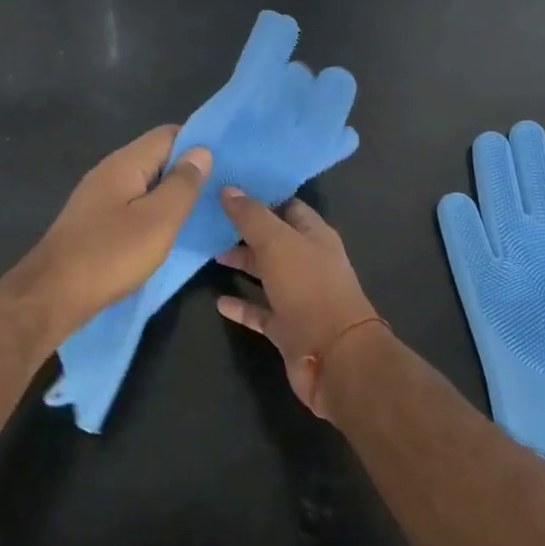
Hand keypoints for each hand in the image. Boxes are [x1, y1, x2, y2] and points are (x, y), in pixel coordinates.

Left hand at [28, 126, 211, 330]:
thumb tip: (201, 151)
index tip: (227, 161)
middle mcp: (109, 172)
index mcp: (125, 163)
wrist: (52, 295)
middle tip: (221, 189)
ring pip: (145, 185)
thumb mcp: (159, 220)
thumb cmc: (110, 254)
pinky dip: (153, 213)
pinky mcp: (94, 223)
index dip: (198, 143)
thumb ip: (182, 184)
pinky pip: (132, 206)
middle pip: (156, 158)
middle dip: (187, 170)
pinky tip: (168, 232)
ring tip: (202, 211)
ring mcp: (98, 198)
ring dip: (171, 195)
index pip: (168, 134)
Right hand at [216, 188, 382, 415]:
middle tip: (210, 220)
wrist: (334, 357)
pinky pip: (260, 311)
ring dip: (242, 264)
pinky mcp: (288, 327)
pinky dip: (241, 305)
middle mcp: (309, 262)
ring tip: (210, 255)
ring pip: (266, 274)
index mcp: (315, 236)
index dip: (261, 196)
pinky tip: (219, 302)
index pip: (288, 206)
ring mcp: (299, 297)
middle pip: (274, 240)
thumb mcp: (277, 243)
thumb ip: (251, 216)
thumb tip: (228, 188)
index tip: (229, 188)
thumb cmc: (309, 289)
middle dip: (245, 230)